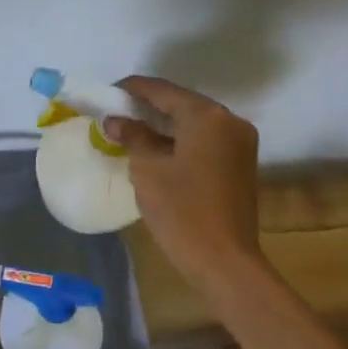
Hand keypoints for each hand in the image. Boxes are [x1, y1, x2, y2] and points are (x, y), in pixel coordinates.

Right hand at [102, 75, 264, 291]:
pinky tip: (156, 148)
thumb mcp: (147, 169)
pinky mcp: (240, 163)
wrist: (223, 260)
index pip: (162, 90)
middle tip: (116, 112)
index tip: (107, 92)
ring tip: (130, 129)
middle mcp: (229, 121)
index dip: (132, 89)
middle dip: (148, 106)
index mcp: (206, 116)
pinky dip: (180, 139)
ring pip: (194, 122)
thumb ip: (132, 136)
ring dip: (164, 124)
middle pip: (181, 103)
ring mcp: (239, 142)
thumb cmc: (181, 210)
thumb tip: (115, 120)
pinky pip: (205, 140)